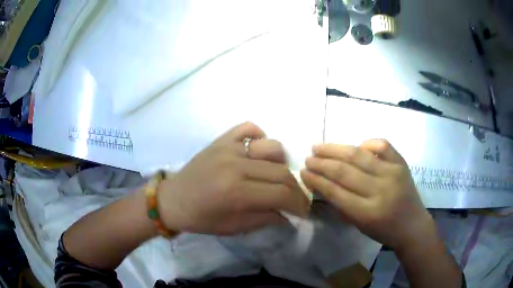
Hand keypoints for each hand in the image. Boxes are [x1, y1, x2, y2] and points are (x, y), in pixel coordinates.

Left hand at [157, 122, 309, 235]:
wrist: (173, 199)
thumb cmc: (201, 219)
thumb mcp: (234, 227)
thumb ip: (265, 219)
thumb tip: (289, 213)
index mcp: (236, 193)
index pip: (281, 194)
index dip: (298, 204)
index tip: (303, 211)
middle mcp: (235, 166)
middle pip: (281, 172)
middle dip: (295, 189)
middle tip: (295, 199)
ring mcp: (228, 148)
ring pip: (272, 147)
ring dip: (281, 163)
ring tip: (276, 176)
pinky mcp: (221, 140)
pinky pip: (249, 128)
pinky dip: (260, 137)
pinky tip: (258, 153)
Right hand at [300, 139, 435, 250]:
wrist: (412, 224)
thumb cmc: (383, 230)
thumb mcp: (359, 225)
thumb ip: (341, 205)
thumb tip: (322, 183)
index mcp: (367, 212)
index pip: (335, 191)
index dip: (316, 180)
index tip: (303, 172)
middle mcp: (380, 190)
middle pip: (344, 171)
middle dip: (322, 163)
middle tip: (308, 158)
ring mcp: (392, 173)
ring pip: (359, 155)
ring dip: (335, 149)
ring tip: (319, 146)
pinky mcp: (401, 163)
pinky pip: (382, 145)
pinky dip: (366, 143)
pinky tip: (357, 147)